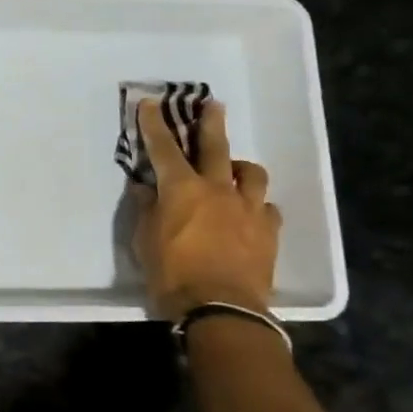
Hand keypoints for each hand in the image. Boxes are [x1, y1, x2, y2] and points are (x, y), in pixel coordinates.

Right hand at [133, 98, 280, 319]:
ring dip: (240, 167)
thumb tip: (144, 188)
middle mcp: (218, 190)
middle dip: (211, 123)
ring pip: (251, 174)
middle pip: (216, 147)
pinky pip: (267, 208)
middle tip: (213, 104)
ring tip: (235, 169)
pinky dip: (257, 205)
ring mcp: (249, 209)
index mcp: (182, 189)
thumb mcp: (144, 240)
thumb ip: (145, 209)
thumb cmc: (171, 273)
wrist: (221, 308)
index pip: (164, 148)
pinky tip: (251, 212)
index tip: (150, 103)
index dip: (155, 125)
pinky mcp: (269, 232)